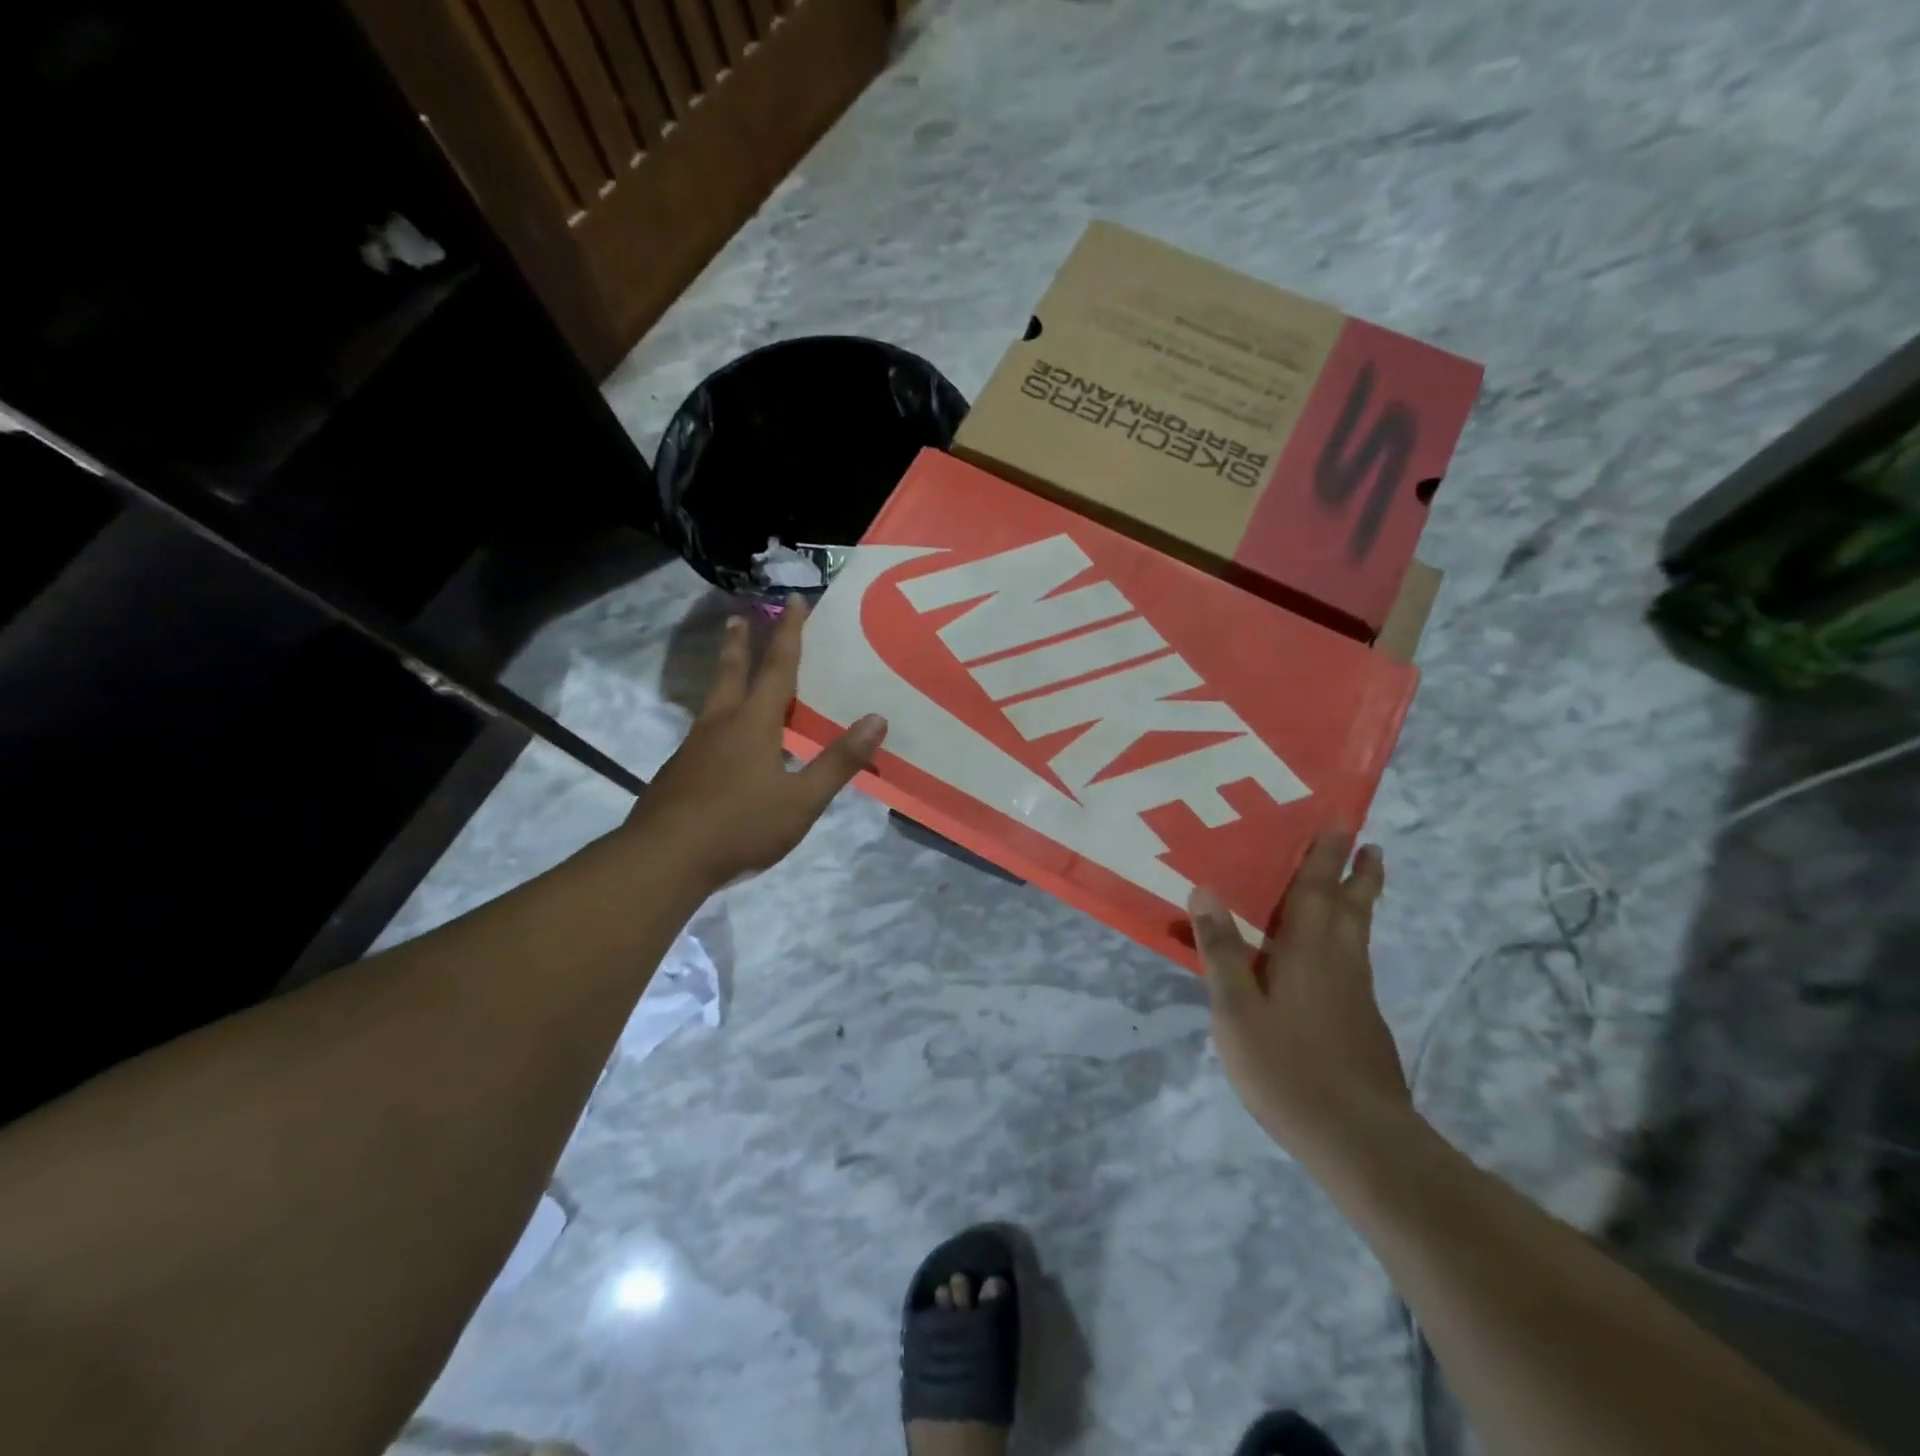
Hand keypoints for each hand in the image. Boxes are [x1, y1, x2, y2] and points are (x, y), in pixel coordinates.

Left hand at [631, 596, 886, 888]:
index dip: (790, 633)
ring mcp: (695, 747)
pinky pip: (706, 730)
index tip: (795, 601)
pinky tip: (724, 740)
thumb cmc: (741, 826)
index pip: (778, 667)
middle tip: (740, 616)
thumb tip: (877, 719)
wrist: (664, 859)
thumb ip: (838, 761)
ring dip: (726, 675)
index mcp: (754, 723)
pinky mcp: (680, 771)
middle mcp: (721, 724)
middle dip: (741, 643)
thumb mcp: (802, 800)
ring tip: (732, 668)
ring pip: (714, 700)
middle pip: (732, 672)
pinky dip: (720, 716)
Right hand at [1189, 831, 1410, 1162]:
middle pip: (1352, 906)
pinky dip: (1349, 938)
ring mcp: (1357, 994)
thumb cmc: (1287, 1068)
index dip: (1325, 855)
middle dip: (1359, 873)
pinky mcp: (1364, 1023)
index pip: (1315, 890)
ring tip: (1360, 884)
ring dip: (1360, 902)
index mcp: (1307, 951)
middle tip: (1368, 844)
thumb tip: (1205, 890)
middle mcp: (1339, 962)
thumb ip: (1222, 951)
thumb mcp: (1235, 1010)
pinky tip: (1335, 957)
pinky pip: (1354, 961)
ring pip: (1359, 934)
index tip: (1339, 823)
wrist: (1360, 1140)